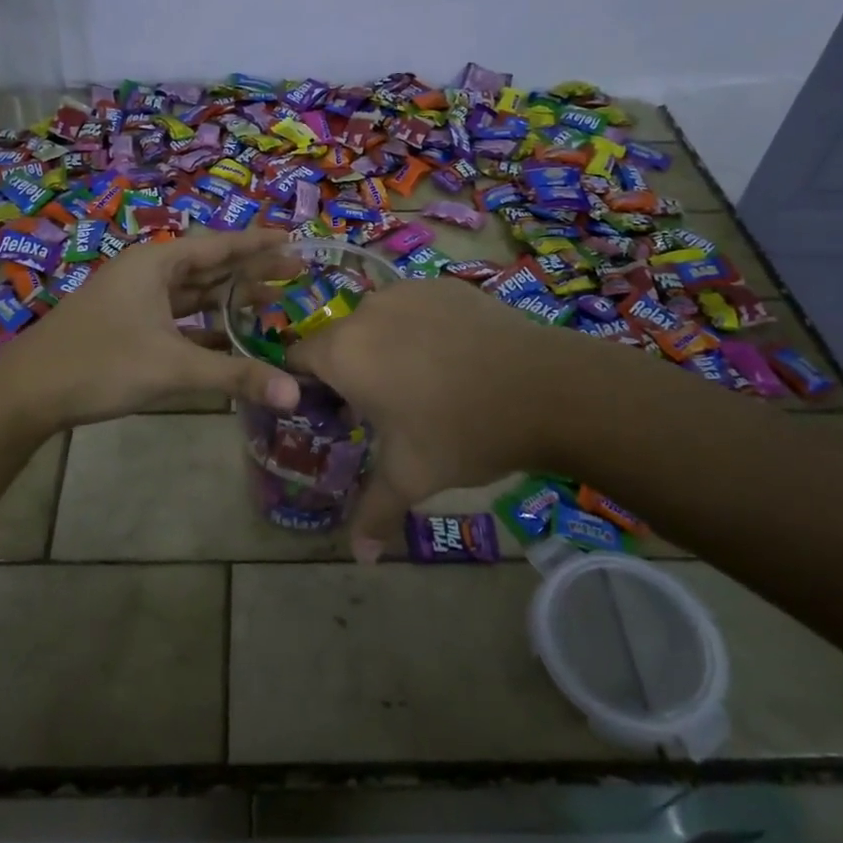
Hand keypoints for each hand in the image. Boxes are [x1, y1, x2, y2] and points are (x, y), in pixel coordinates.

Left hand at [0, 229, 302, 432]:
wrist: (27, 392)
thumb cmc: (101, 364)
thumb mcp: (173, 368)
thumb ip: (236, 377)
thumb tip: (296, 394)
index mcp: (156, 263)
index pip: (219, 245)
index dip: (258, 243)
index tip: (294, 238)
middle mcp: (146, 273)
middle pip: (209, 266)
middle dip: (250, 271)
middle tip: (295, 272)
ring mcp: (134, 300)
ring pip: (192, 294)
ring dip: (229, 299)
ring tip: (271, 302)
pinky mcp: (127, 326)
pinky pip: (177, 318)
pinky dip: (204, 326)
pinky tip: (230, 339)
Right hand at [287, 277, 563, 558]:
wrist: (545, 388)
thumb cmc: (461, 432)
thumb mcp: (410, 477)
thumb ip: (373, 513)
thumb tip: (359, 557)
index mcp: (344, 352)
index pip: (297, 361)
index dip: (306, 389)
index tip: (332, 415)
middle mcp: (367, 311)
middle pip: (340, 341)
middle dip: (350, 372)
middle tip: (382, 410)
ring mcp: (409, 291)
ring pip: (379, 322)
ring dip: (386, 348)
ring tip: (423, 383)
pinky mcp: (447, 284)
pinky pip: (417, 307)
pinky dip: (422, 329)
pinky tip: (455, 359)